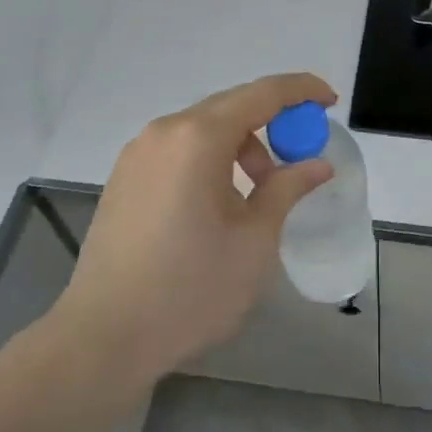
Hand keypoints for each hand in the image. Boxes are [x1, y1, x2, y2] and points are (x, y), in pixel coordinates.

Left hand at [54, 73, 335, 385]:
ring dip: (240, 146)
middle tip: (299, 156)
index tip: (330, 102)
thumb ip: (288, 189)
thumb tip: (318, 164)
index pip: (262, 93)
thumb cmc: (189, 289)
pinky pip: (180, 149)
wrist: (101, 340)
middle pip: (232, 107)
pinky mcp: (124, 177)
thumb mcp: (254, 240)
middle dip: (272, 123)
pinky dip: (211, 158)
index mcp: (199, 137)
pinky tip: (218, 203)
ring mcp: (139, 153)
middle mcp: (165, 131)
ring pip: (204, 128)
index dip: (301, 91)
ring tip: (257, 193)